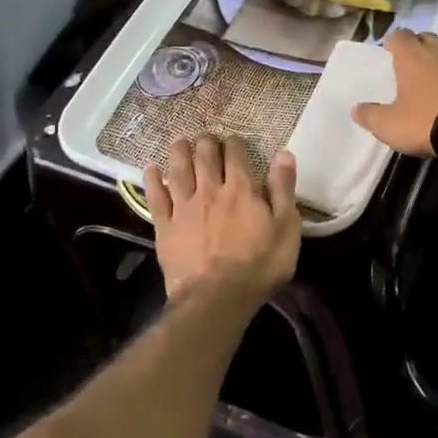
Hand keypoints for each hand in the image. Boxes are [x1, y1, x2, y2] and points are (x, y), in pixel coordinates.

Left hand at [144, 135, 299, 305]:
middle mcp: (210, 190)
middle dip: (207, 142)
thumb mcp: (286, 228)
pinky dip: (153, 180)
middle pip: (205, 156)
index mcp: (241, 189)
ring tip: (181, 141)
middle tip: (208, 137)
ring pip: (178, 169)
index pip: (236, 155)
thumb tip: (284, 154)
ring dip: (179, 151)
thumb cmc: (259, 265)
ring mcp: (184, 208)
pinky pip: (156, 197)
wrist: (216, 299)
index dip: (236, 142)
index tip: (236, 140)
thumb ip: (284, 189)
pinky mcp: (165, 227)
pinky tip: (151, 169)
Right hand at [351, 30, 437, 157]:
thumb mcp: (389, 125)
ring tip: (436, 77)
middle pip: (425, 38)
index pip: (398, 35)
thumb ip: (370, 115)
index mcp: (412, 54)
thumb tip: (356, 109)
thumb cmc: (426, 120)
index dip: (393, 44)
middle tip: (412, 67)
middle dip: (418, 48)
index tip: (390, 55)